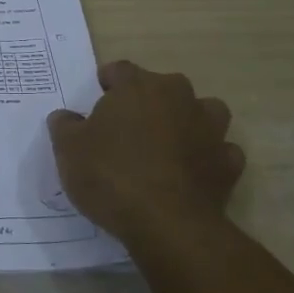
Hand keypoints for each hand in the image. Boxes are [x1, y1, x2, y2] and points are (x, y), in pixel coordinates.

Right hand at [47, 61, 244, 239]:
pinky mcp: (228, 163)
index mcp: (138, 87)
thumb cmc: (111, 176)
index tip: (98, 98)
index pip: (120, 70)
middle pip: (163, 87)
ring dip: (188, 122)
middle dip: (147, 101)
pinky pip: (220, 151)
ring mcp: (210, 128)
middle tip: (127, 128)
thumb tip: (65, 116)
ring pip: (203, 111)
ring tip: (168, 144)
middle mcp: (178, 97)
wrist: (167, 223)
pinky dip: (209, 158)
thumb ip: (65, 126)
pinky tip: (194, 173)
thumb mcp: (69, 150)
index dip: (107, 82)